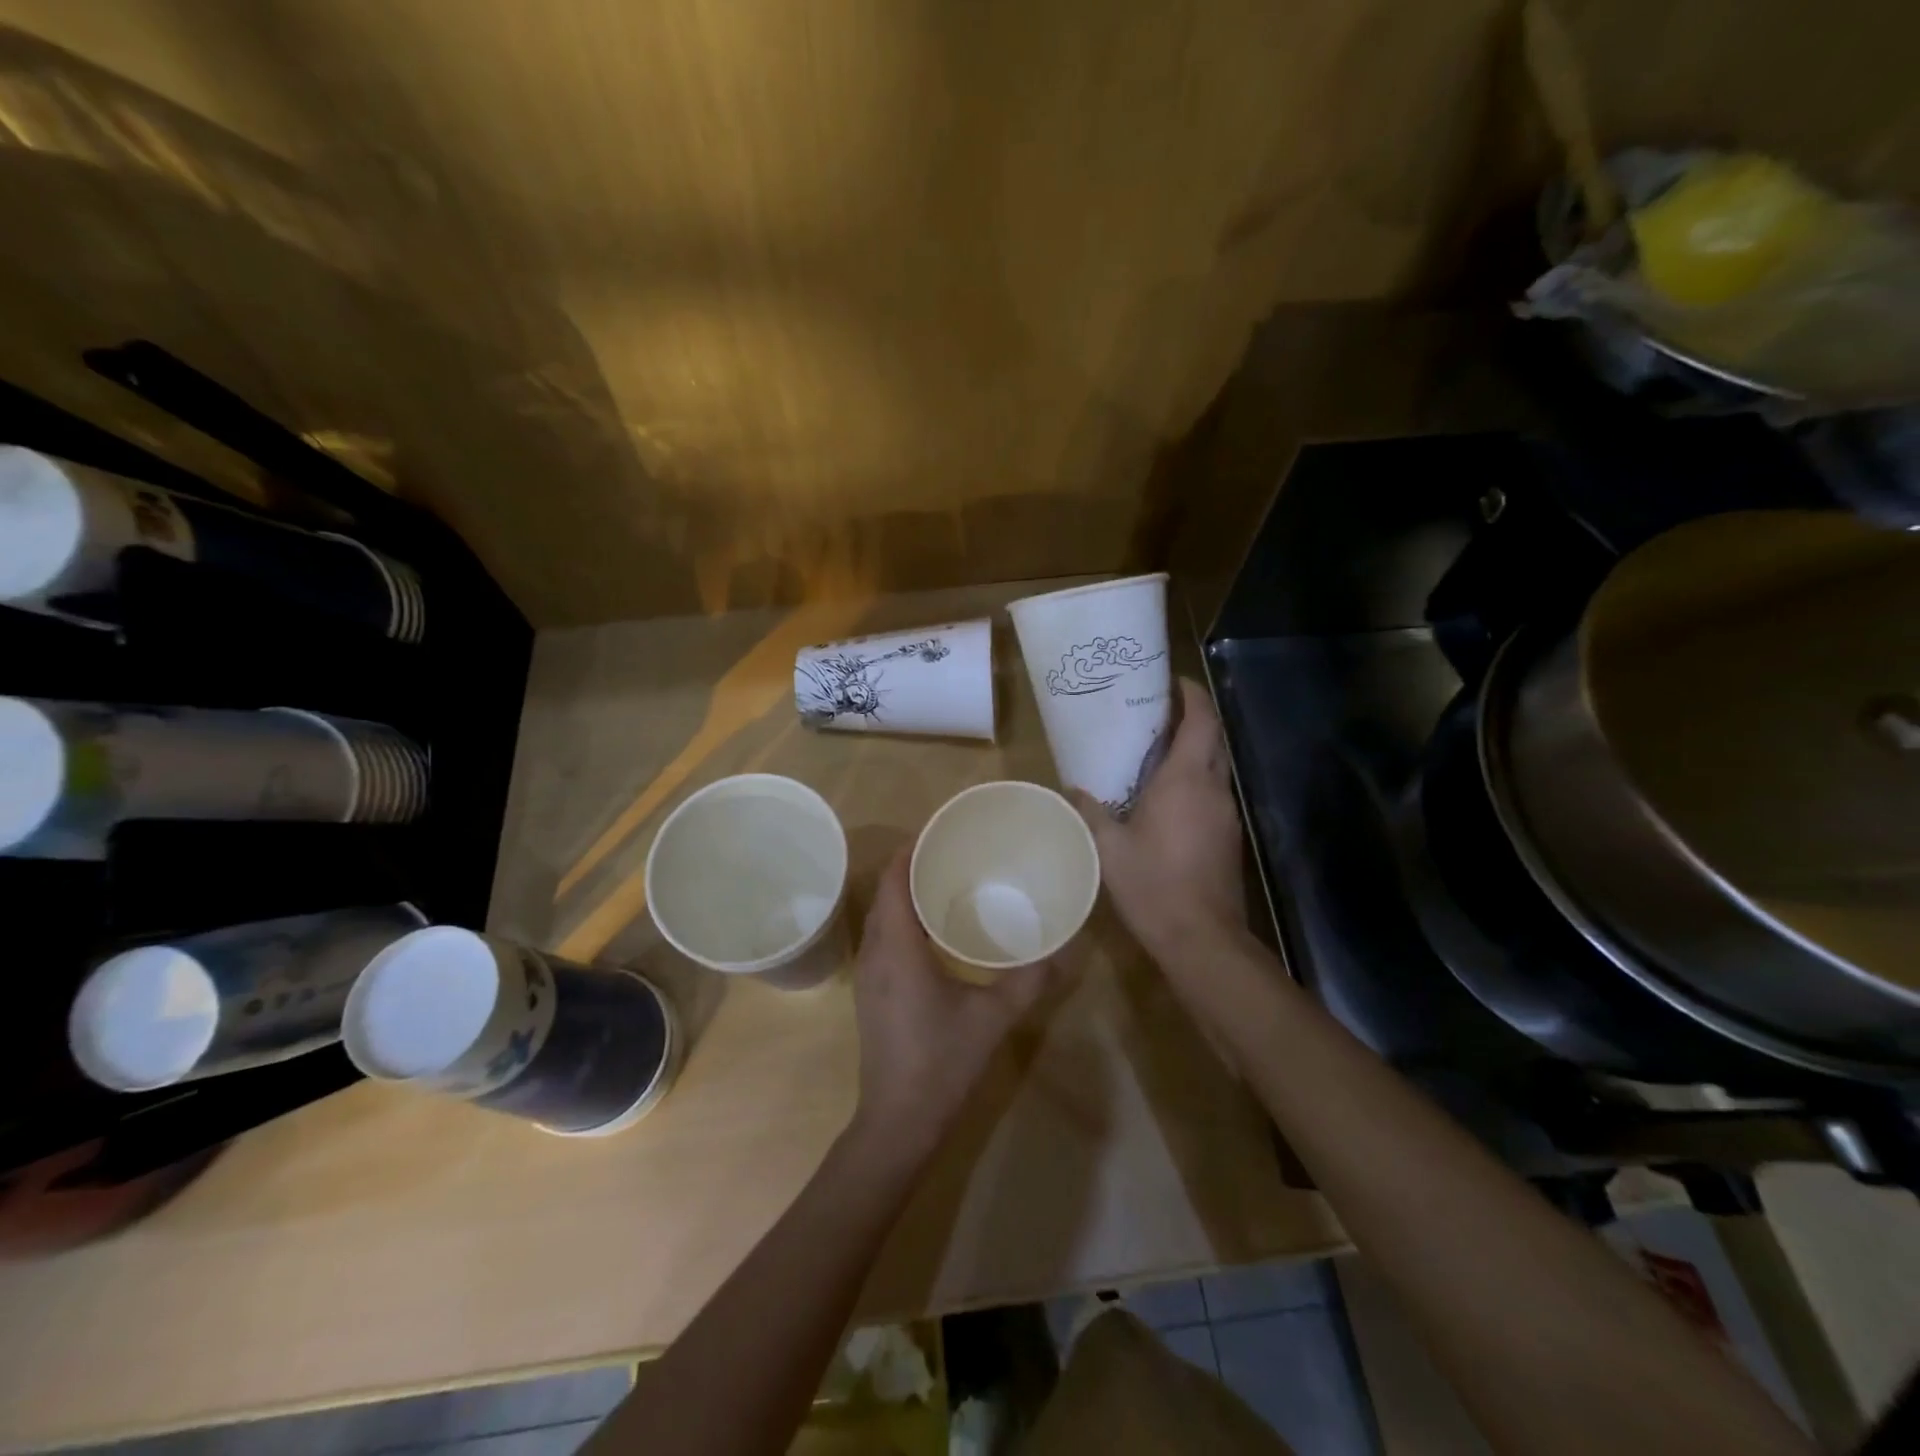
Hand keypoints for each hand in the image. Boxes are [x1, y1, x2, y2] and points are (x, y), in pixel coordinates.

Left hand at [849, 849, 1057, 1160]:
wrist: (898, 1121)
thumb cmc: (943, 1063)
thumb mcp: (994, 1018)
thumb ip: (1029, 980)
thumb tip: (1062, 949)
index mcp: (898, 948)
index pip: (894, 880)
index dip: (911, 851)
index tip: (940, 832)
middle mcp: (875, 952)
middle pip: (885, 893)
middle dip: (911, 867)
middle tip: (952, 854)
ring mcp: (867, 974)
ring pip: (880, 916)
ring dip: (904, 894)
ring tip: (945, 883)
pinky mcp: (870, 992)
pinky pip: (881, 937)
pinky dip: (901, 919)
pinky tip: (933, 931)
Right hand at [1074, 677, 1247, 959]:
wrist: (1202, 938)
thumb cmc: (1153, 885)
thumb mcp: (1108, 848)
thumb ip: (1090, 812)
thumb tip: (1072, 790)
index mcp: (1185, 780)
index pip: (1200, 720)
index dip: (1190, 694)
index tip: (1169, 681)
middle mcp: (1213, 788)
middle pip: (1212, 738)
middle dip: (1191, 717)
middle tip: (1155, 711)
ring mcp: (1226, 813)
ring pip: (1215, 766)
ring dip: (1193, 750)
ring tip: (1155, 749)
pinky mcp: (1228, 836)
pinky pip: (1213, 792)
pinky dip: (1195, 779)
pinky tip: (1166, 796)